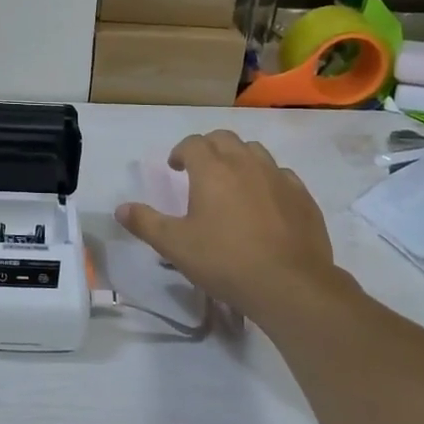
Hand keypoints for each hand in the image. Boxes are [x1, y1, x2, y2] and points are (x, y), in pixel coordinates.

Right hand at [116, 131, 339, 322]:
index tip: (175, 167)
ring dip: (239, 158)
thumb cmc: (225, 261)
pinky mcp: (302, 196)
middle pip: (224, 139)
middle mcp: (246, 163)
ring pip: (255, 151)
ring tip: (232, 182)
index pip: (193, 144)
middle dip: (208, 148)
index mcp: (212, 170)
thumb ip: (146, 223)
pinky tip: (265, 201)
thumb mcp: (175, 246)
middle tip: (200, 170)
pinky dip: (267, 179)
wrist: (290, 284)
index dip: (180, 152)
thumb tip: (120, 208)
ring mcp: (278, 177)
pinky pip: (282, 175)